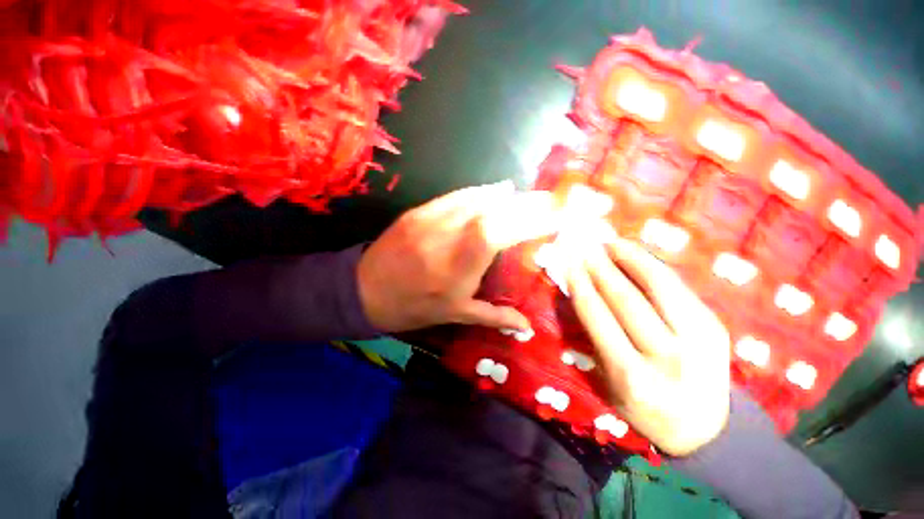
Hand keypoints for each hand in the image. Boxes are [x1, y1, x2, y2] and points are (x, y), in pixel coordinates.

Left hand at [358, 181, 560, 332]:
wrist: (364, 290)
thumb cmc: (414, 307)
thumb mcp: (454, 316)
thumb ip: (493, 317)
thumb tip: (526, 325)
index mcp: (456, 269)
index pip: (496, 234)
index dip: (527, 221)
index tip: (552, 217)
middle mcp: (445, 239)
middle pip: (490, 211)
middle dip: (524, 203)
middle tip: (548, 201)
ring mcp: (429, 220)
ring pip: (474, 199)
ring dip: (505, 196)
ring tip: (526, 195)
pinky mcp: (418, 211)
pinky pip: (455, 196)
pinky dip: (479, 192)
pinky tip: (494, 191)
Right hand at [566, 226, 730, 456]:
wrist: (703, 428)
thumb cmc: (642, 407)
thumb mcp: (608, 383)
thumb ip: (593, 340)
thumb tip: (580, 296)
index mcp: (632, 377)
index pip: (599, 320)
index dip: (582, 288)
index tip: (570, 265)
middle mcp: (667, 358)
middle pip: (627, 301)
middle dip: (601, 269)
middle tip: (585, 247)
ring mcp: (699, 341)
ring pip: (659, 287)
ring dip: (630, 260)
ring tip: (610, 243)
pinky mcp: (715, 328)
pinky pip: (678, 288)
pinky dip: (653, 267)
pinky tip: (636, 255)